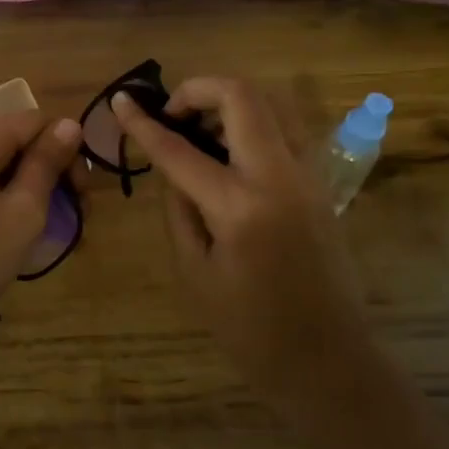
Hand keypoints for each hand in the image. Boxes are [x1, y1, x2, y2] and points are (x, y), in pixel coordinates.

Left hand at [0, 112, 81, 396]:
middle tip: (71, 216)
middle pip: (11, 141)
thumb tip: (69, 124)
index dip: (66, 149)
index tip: (81, 194)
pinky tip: (2, 236)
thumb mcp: (22, 214)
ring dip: (24, 188)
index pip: (33, 121)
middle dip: (48, 170)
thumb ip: (46, 164)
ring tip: (40, 230)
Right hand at [112, 79, 393, 438]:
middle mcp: (279, 176)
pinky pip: (286, 131)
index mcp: (239, 206)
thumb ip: (179, 211)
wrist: (329, 359)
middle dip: (198, 89)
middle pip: (242, 97)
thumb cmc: (250, 329)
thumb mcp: (195, 273)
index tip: (119, 101)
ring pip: (272, 104)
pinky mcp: (322, 184)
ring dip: (230, 103)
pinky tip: (231, 153)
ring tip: (200, 130)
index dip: (143, 123)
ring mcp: (309, 175)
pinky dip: (254, 124)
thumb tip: (175, 171)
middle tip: (170, 113)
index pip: (179, 149)